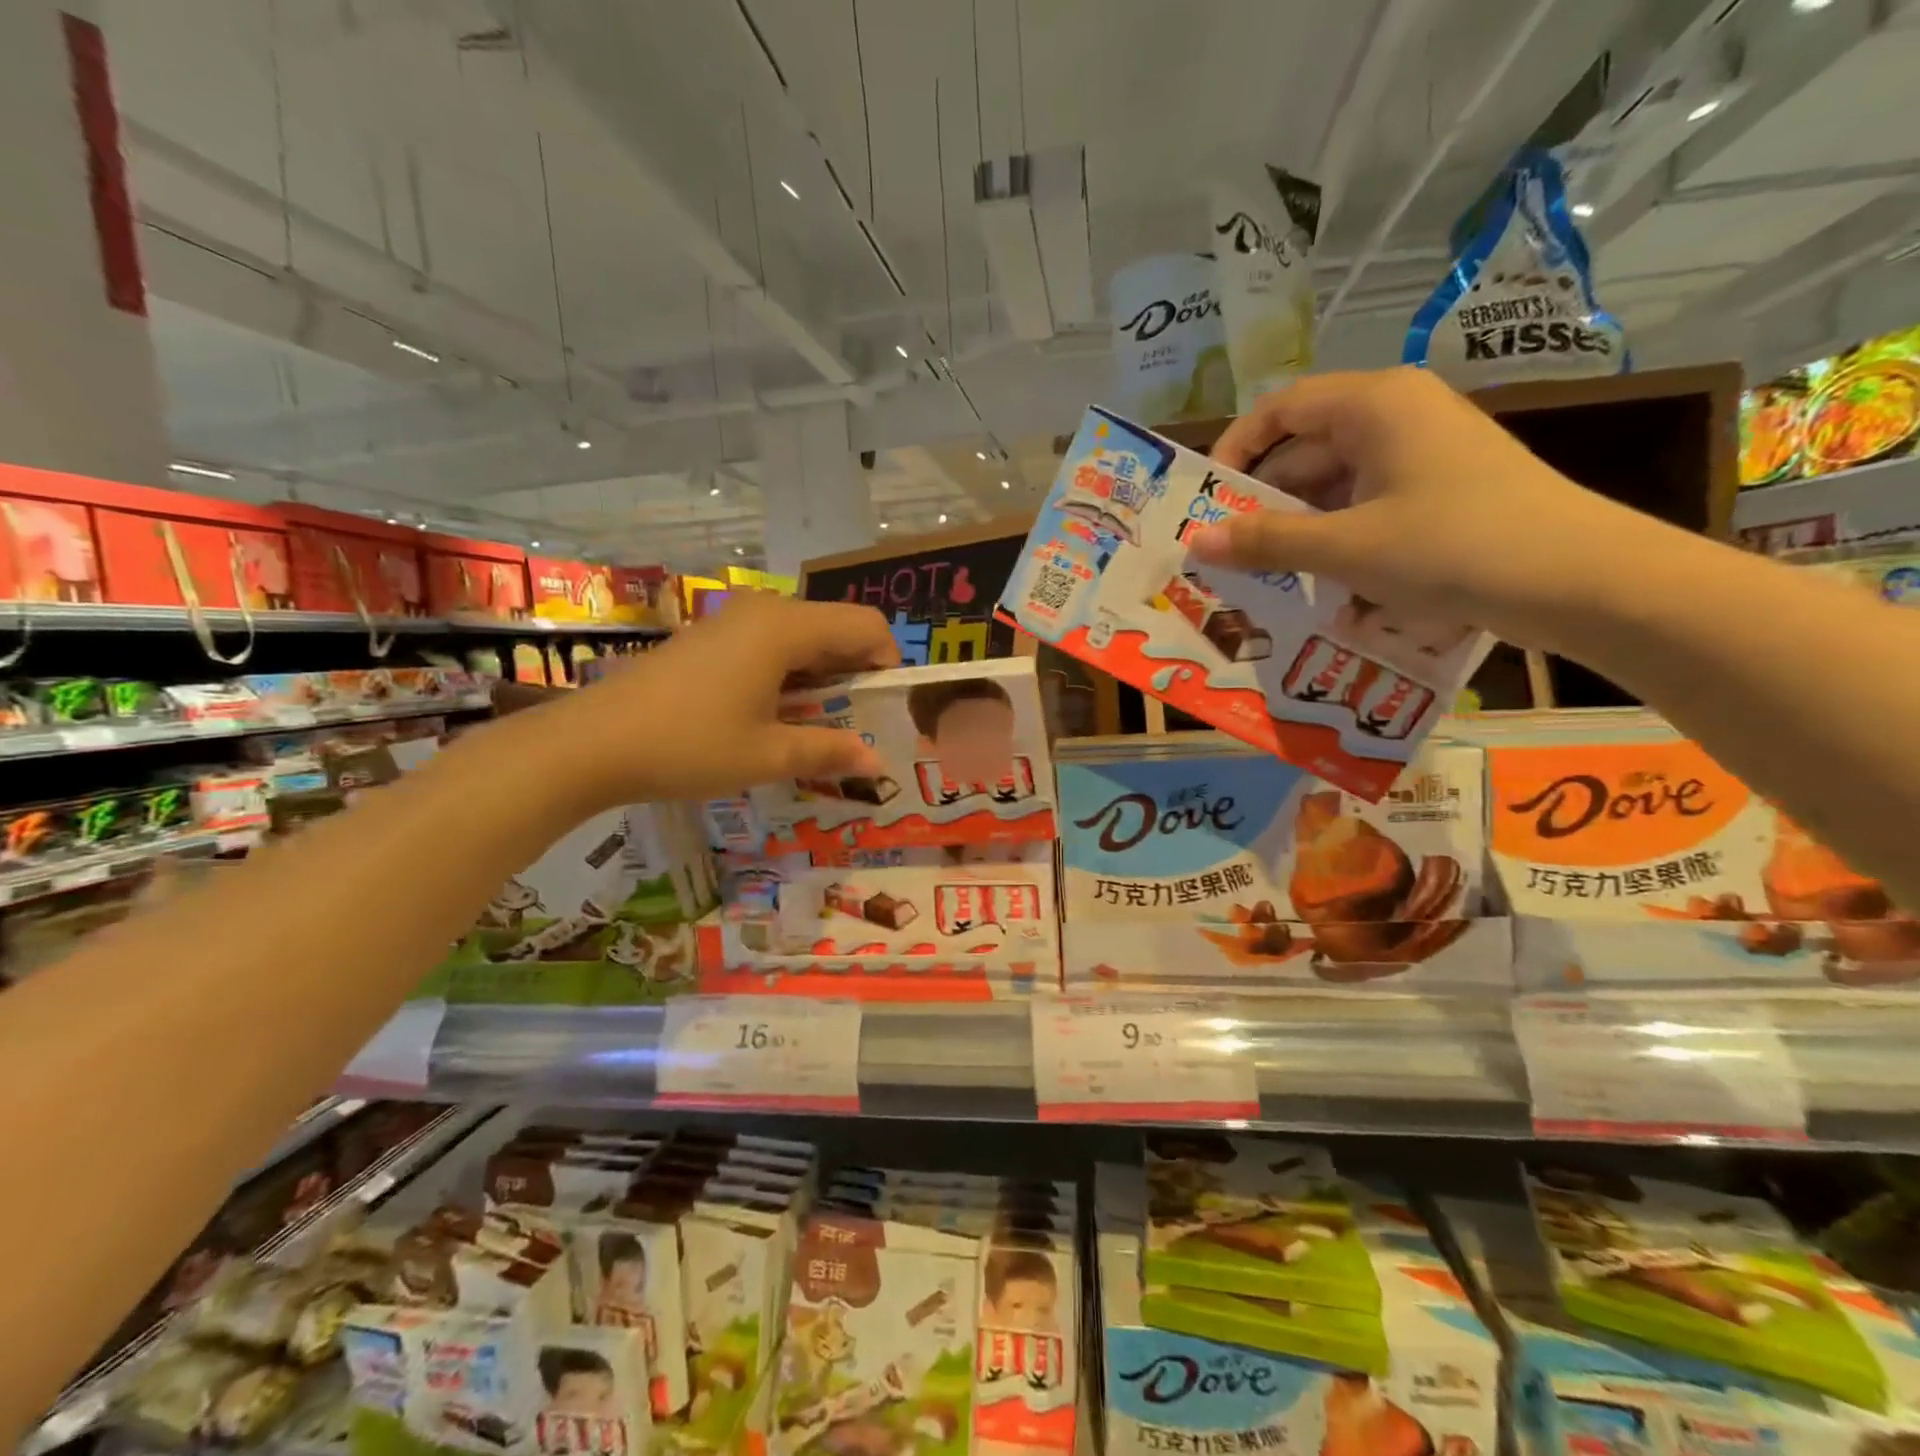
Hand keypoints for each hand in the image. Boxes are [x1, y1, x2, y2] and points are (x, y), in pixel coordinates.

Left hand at [534, 594, 898, 808]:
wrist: (591, 743)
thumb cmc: (688, 745)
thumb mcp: (768, 756)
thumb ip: (829, 751)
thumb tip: (876, 761)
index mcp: (786, 628)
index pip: (865, 626)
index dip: (886, 664)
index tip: (880, 711)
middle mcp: (763, 612)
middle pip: (835, 629)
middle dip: (854, 675)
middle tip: (854, 727)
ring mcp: (732, 622)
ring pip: (802, 639)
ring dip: (821, 679)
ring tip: (814, 729)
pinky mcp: (710, 639)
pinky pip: (770, 646)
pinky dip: (788, 676)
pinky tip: (772, 718)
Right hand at [1187, 367, 1646, 652]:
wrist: (1579, 580)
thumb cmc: (1452, 546)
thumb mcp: (1346, 547)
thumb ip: (1266, 541)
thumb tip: (1195, 542)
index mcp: (1374, 404)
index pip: (1280, 408)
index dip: (1235, 449)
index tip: (1204, 500)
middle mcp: (1396, 416)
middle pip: (1304, 449)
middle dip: (1261, 502)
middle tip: (1223, 553)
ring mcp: (1421, 455)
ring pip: (1333, 485)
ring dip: (1296, 528)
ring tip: (1260, 576)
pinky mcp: (1438, 492)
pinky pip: (1365, 507)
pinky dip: (1335, 539)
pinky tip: (1316, 583)